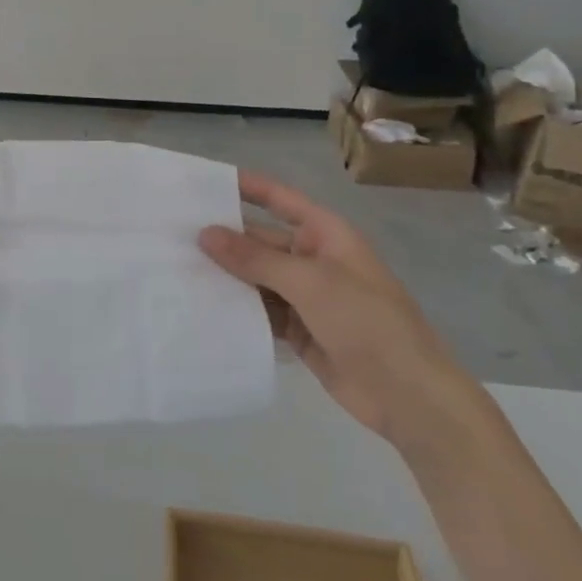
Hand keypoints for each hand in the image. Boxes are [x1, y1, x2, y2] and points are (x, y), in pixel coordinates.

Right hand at [199, 170, 483, 458]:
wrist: (410, 397)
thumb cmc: (368, 323)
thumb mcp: (310, 283)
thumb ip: (255, 259)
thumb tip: (205, 233)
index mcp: (325, 234)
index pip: (278, 199)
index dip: (244, 187)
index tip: (202, 182)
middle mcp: (312, 258)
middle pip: (260, 240)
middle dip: (223, 238)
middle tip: (171, 234)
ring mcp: (305, 296)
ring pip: (255, 277)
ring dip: (225, 275)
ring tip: (175, 268)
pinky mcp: (298, 329)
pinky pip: (259, 310)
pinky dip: (236, 307)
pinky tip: (201, 305)